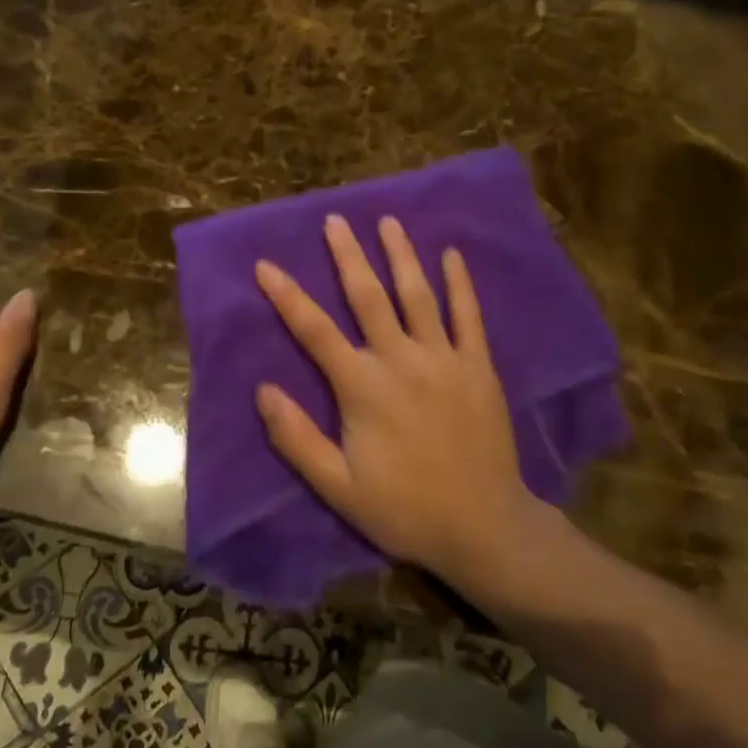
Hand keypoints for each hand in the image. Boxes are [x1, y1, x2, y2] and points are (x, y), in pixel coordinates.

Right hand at [253, 213, 535, 584]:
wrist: (483, 526)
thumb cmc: (404, 509)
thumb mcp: (338, 487)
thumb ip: (298, 438)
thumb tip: (263, 389)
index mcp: (363, 388)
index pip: (315, 331)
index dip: (287, 296)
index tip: (265, 264)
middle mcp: (402, 360)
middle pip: (369, 297)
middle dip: (348, 257)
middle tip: (334, 220)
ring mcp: (445, 359)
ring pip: (418, 295)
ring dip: (400, 255)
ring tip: (387, 221)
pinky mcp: (479, 368)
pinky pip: (469, 316)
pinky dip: (460, 284)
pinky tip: (452, 255)